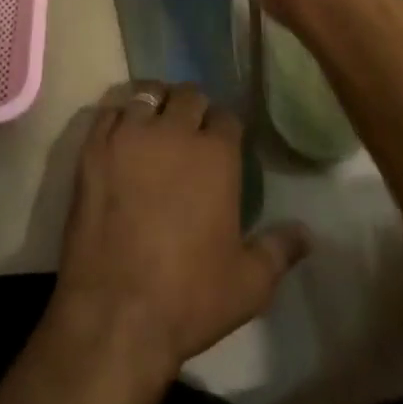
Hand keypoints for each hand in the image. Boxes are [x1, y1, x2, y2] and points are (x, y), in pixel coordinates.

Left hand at [54, 83, 311, 382]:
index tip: (224, 140)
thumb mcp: (249, 284)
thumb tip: (308, 233)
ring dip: (156, 102)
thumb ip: (279, 250)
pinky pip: (108, 111)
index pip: (226, 117)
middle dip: (194, 107)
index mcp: (215, 155)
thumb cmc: (190, 297)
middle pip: (188, 96)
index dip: (226, 127)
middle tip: (191, 128)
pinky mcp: (94, 146)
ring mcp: (129, 134)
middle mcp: (173, 131)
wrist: (116, 309)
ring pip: (147, 94)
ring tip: (156, 120)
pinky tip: (122, 132)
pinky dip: (119, 116)